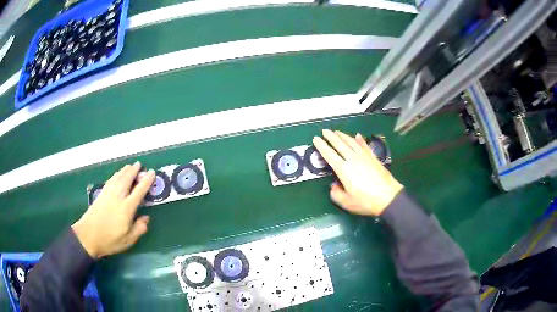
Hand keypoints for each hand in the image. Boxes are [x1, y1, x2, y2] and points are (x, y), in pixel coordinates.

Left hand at [72, 162, 155, 258]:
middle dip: (134, 170)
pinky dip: (116, 175)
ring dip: (125, 170)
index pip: (139, 191)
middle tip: (139, 164)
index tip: (152, 172)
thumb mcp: (128, 240)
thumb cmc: (109, 240)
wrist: (88, 236)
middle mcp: (118, 197)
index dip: (146, 181)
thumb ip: (139, 229)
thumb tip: (146, 218)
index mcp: (126, 208)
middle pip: (127, 179)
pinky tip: (117, 174)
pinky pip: (111, 180)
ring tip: (130, 166)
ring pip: (118, 177)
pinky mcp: (101, 194)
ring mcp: (108, 194)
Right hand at [313, 129, 402, 215]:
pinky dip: (360, 140)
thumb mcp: (347, 203)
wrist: (388, 197)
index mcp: (344, 169)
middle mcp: (353, 159)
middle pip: (340, 144)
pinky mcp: (373, 158)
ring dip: (343, 135)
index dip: (321, 146)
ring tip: (337, 132)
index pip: (329, 154)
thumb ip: (336, 194)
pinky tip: (357, 136)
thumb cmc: (366, 201)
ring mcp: (364, 157)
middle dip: (331, 136)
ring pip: (351, 142)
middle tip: (324, 131)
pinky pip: (364, 145)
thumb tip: (334, 186)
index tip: (316, 139)